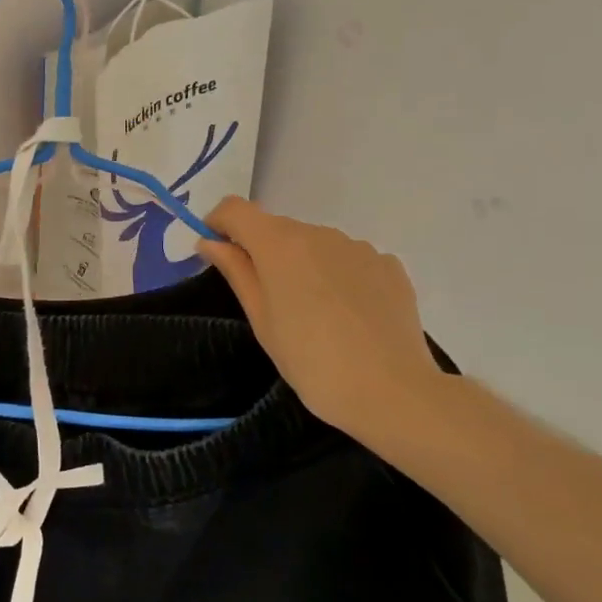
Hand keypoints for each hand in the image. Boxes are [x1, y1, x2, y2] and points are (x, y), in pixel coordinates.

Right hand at [197, 197, 439, 440]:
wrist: (391, 392)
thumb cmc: (310, 360)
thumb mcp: (261, 320)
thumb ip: (236, 271)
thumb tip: (210, 242)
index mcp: (280, 244)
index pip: (236, 209)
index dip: (219, 223)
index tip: (216, 252)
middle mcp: (319, 233)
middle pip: (277, 228)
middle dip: (264, 252)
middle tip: (268, 301)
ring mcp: (359, 247)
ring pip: (316, 245)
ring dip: (304, 265)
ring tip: (314, 314)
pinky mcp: (389, 266)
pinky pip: (349, 260)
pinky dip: (339, 277)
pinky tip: (348, 316)